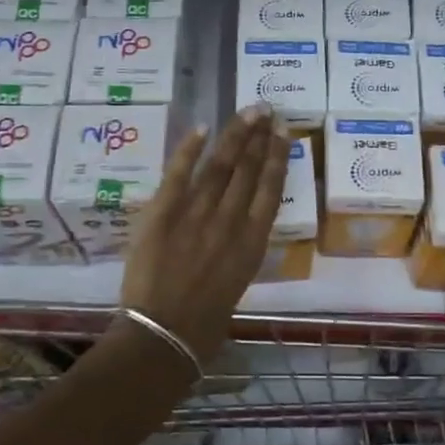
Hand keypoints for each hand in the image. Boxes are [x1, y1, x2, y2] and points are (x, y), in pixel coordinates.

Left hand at [120, 105, 290, 363]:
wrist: (162, 336)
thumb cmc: (205, 323)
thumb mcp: (238, 283)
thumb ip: (240, 249)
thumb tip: (240, 224)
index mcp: (253, 243)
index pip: (270, 189)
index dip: (277, 157)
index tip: (283, 132)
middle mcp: (230, 222)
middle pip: (248, 169)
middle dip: (258, 136)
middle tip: (266, 108)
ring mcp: (196, 215)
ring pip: (220, 165)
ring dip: (235, 135)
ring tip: (247, 111)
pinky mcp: (163, 213)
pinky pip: (178, 174)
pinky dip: (189, 150)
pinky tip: (203, 128)